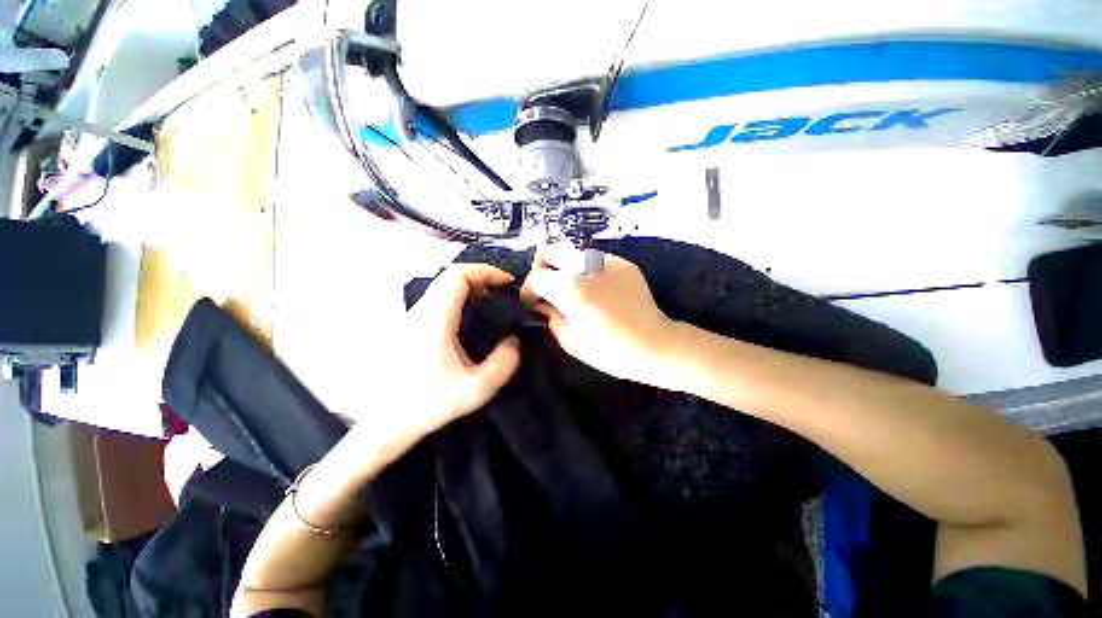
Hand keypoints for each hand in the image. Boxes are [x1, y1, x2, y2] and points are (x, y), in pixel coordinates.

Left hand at [359, 264, 520, 449]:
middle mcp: (420, 311)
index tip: (507, 283)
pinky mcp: (410, 326)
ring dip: (471, 289)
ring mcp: (412, 317)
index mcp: (435, 320)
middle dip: (482, 278)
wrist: (385, 422)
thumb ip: (503, 364)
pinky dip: (460, 299)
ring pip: (444, 287)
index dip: (485, 271)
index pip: (457, 276)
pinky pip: (439, 300)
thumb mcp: (476, 390)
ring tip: (493, 305)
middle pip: (451, 276)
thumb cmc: (428, 404)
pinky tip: (473, 319)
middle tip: (504, 294)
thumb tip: (514, 341)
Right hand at [521, 244, 676, 385]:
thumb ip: (549, 315)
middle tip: (549, 287)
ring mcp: (607, 260)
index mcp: (570, 287)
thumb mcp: (569, 340)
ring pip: (572, 252)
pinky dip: (587, 270)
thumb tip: (542, 303)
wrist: (654, 344)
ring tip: (574, 290)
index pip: (535, 276)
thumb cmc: (609, 350)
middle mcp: (585, 265)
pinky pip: (595, 259)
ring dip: (566, 268)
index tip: (534, 302)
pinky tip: (596, 290)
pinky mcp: (624, 263)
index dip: (529, 290)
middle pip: (550, 249)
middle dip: (542, 266)